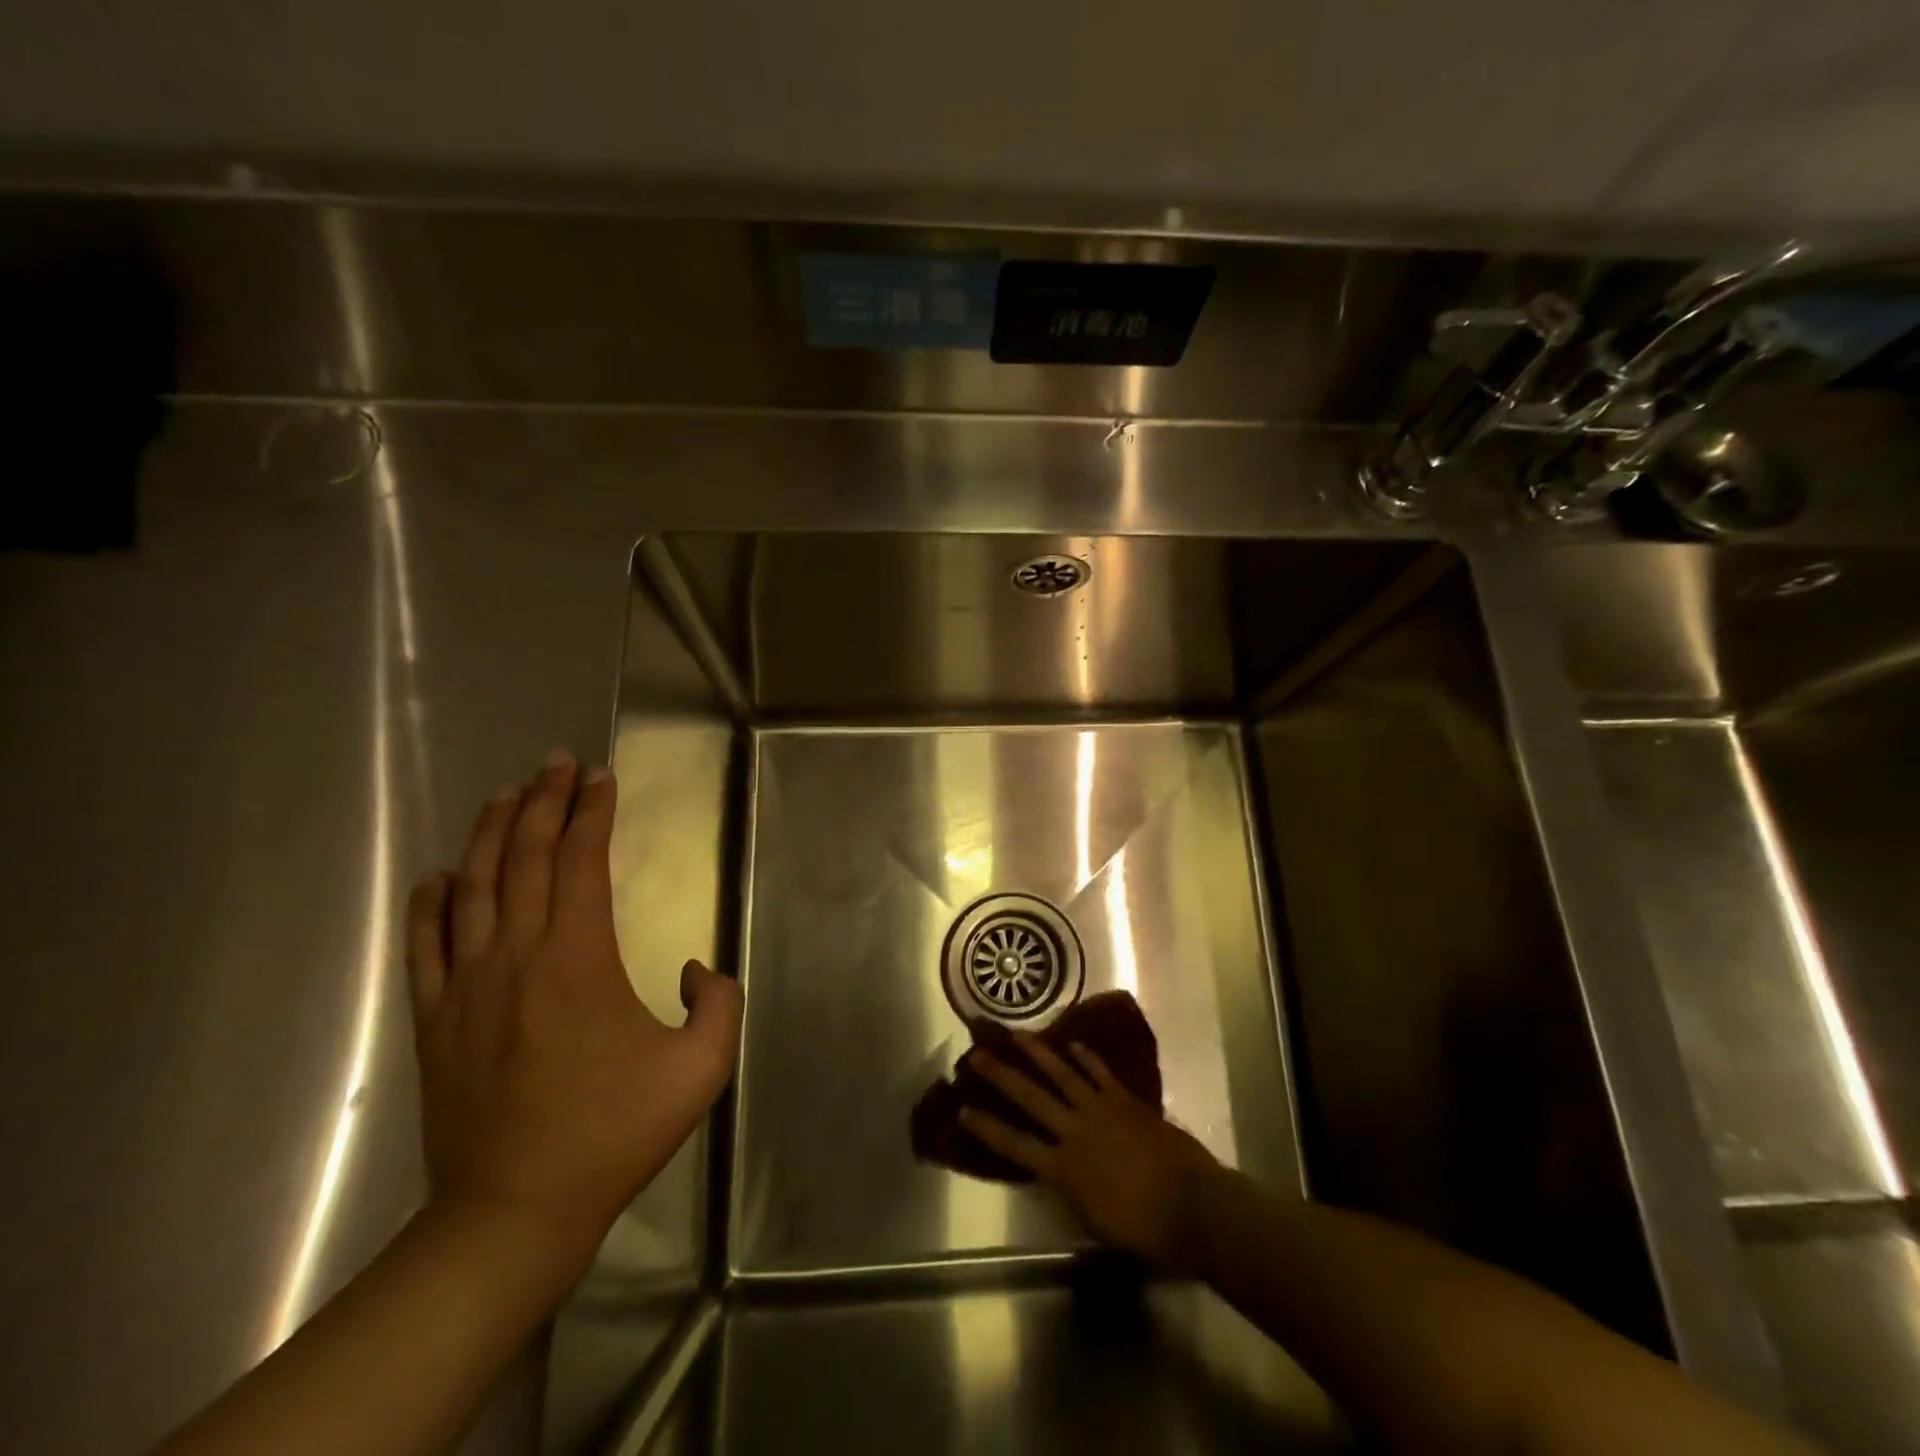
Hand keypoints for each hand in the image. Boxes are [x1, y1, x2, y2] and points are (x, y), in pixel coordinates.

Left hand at [406, 752, 743, 1268]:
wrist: (514, 1212)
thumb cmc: (613, 1134)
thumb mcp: (701, 1068)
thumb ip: (718, 1002)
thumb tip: (693, 968)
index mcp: (578, 959)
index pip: (582, 862)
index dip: (593, 812)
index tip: (601, 777)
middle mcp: (516, 955)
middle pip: (525, 858)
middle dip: (544, 802)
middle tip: (557, 763)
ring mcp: (466, 985)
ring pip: (474, 887)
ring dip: (491, 833)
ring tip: (507, 793)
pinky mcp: (435, 1018)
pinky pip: (426, 944)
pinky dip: (431, 902)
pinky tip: (440, 876)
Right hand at [961, 1037, 1218, 1268]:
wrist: (1193, 1206)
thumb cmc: (1144, 1229)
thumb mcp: (1094, 1221)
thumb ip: (1071, 1191)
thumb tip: (1056, 1171)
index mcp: (1064, 1169)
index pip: (1015, 1145)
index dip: (986, 1127)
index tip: (961, 1109)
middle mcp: (1075, 1131)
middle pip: (1031, 1098)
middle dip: (1001, 1076)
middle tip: (977, 1054)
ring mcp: (1101, 1109)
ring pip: (1062, 1074)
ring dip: (1038, 1054)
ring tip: (1018, 1035)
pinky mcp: (1126, 1100)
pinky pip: (1100, 1073)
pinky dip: (1086, 1057)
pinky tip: (1072, 1044)